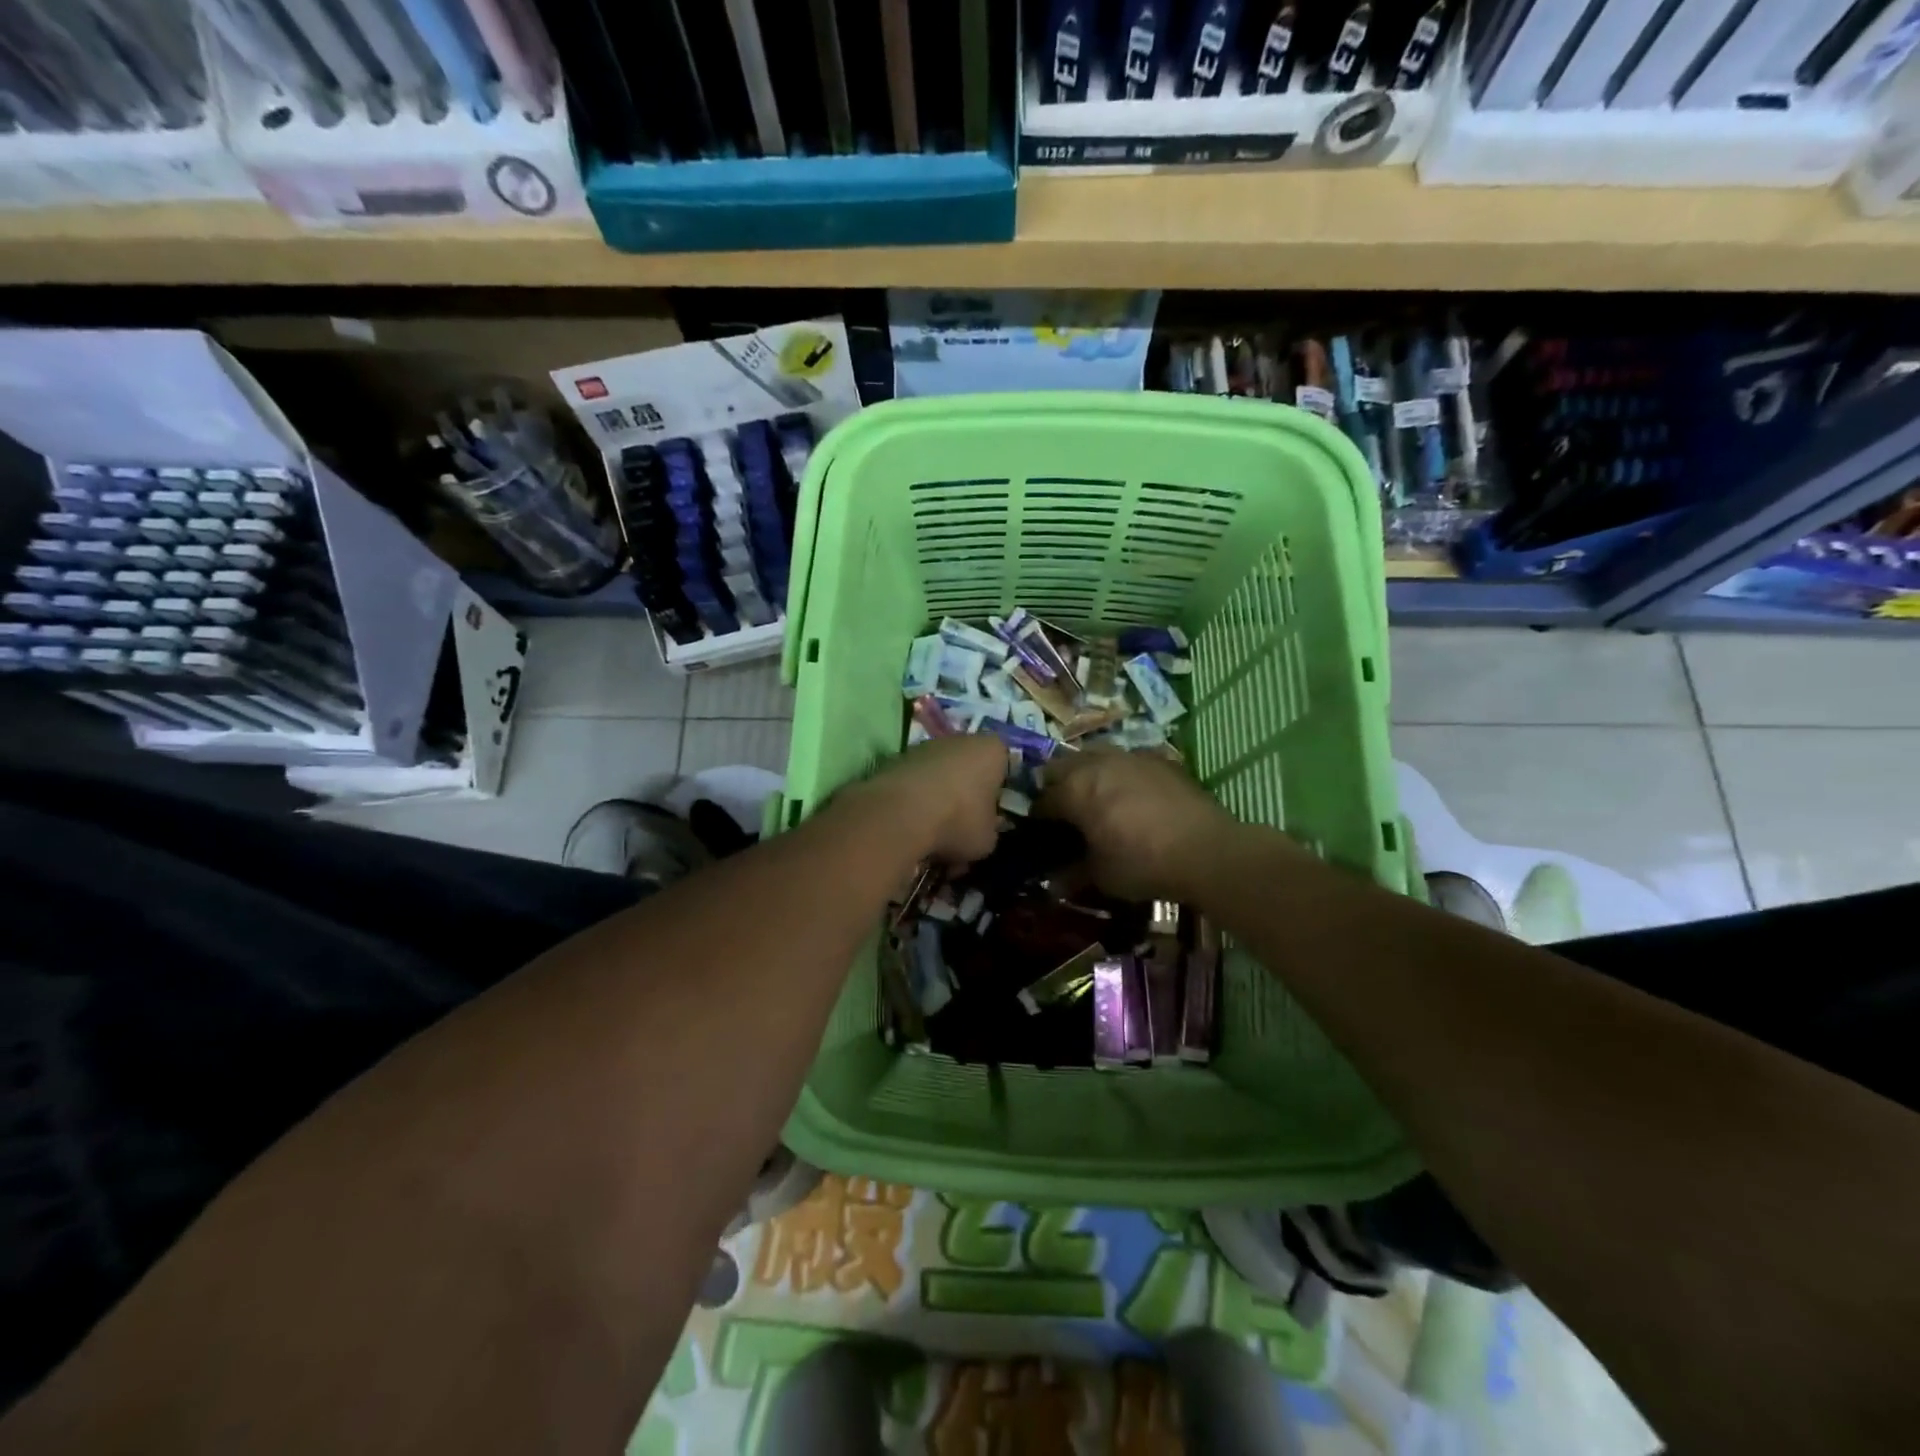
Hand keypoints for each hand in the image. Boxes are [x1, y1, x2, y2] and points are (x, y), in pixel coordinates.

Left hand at [842, 734, 1008, 866]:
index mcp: (993, 750)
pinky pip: (916, 783)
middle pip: (970, 768)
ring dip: (940, 799)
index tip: (993, 817)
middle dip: (968, 795)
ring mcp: (926, 747)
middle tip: (964, 827)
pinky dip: (916, 801)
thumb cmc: (958, 821)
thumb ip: (990, 830)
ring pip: (941, 775)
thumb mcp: (987, 839)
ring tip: (935, 833)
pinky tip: (912, 827)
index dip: (1000, 793)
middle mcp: (961, 739)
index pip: (1005, 765)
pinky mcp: (897, 759)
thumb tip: (983, 830)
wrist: (899, 815)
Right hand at [1036, 749, 1247, 902]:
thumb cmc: (1144, 864)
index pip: (1042, 800)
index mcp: (1075, 789)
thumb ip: (1073, 874)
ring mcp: (1130, 756)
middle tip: (1067, 815)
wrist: (1208, 850)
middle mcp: (1097, 763)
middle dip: (1058, 787)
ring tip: (1099, 802)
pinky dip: (1121, 776)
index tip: (1042, 837)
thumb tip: (1054, 882)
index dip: (1038, 820)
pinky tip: (1133, 799)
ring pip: (1095, 757)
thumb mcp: (1102, 876)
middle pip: (1062, 767)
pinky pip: (1127, 762)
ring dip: (1089, 775)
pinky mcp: (1159, 760)